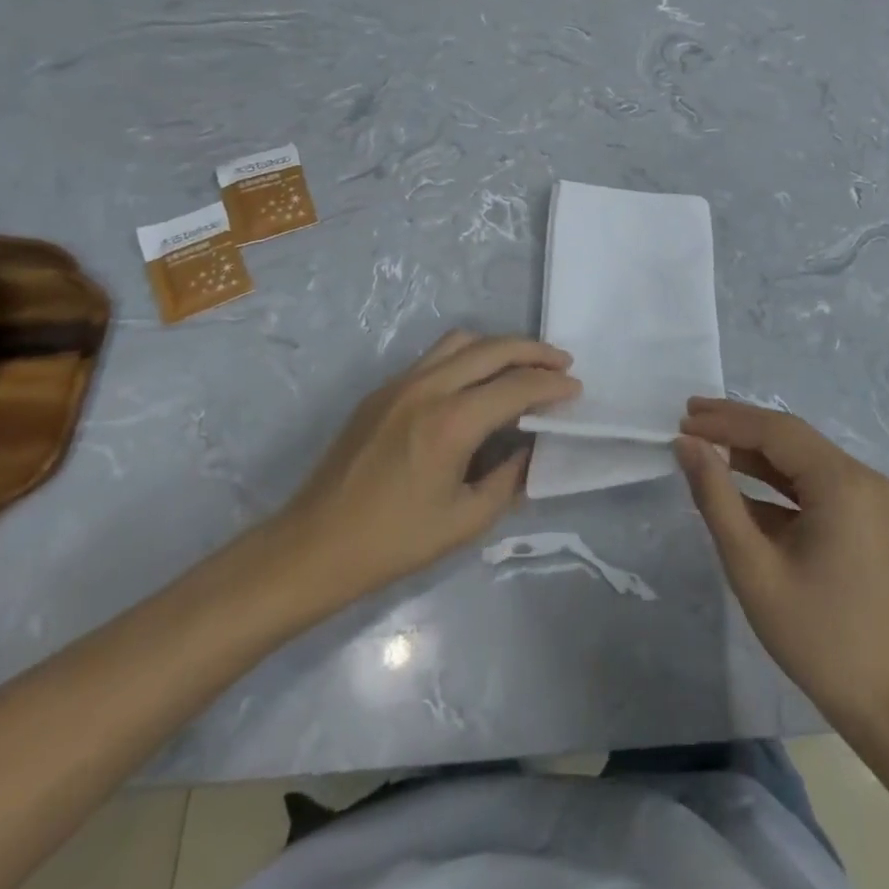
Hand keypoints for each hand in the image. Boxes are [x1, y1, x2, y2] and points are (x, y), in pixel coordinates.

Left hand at [260, 331, 578, 617]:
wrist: (312, 547)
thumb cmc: (393, 543)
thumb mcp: (465, 522)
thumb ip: (508, 480)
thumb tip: (530, 449)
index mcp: (450, 423)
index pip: (516, 386)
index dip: (552, 385)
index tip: (576, 389)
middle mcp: (427, 388)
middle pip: (493, 348)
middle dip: (534, 351)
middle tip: (562, 364)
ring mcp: (400, 384)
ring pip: (461, 341)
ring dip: (499, 347)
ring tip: (523, 365)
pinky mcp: (382, 391)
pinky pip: (436, 357)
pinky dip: (468, 357)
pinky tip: (478, 383)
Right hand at [675, 398, 888, 728]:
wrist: (888, 703)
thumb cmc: (817, 637)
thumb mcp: (753, 567)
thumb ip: (717, 498)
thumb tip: (687, 446)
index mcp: (843, 483)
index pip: (776, 431)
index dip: (726, 421)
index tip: (682, 419)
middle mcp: (861, 477)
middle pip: (790, 437)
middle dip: (738, 428)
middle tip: (689, 419)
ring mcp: (868, 497)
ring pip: (801, 459)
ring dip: (754, 452)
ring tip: (705, 444)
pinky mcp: (865, 517)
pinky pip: (814, 484)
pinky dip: (775, 482)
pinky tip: (739, 484)